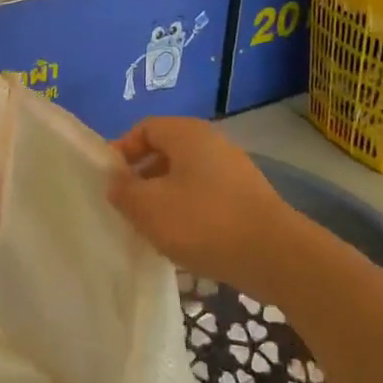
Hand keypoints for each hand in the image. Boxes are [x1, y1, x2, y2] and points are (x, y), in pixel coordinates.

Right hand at [107, 117, 302, 295]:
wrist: (273, 255)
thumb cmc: (203, 222)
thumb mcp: (148, 208)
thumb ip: (123, 190)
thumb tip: (116, 181)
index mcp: (187, 133)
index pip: (144, 128)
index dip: (122, 151)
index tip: (109, 181)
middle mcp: (212, 142)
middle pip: (166, 151)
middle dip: (142, 177)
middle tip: (127, 206)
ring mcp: (233, 169)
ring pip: (186, 176)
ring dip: (164, 197)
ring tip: (152, 227)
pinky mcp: (246, 197)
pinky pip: (206, 194)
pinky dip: (188, 210)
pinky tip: (183, 239)